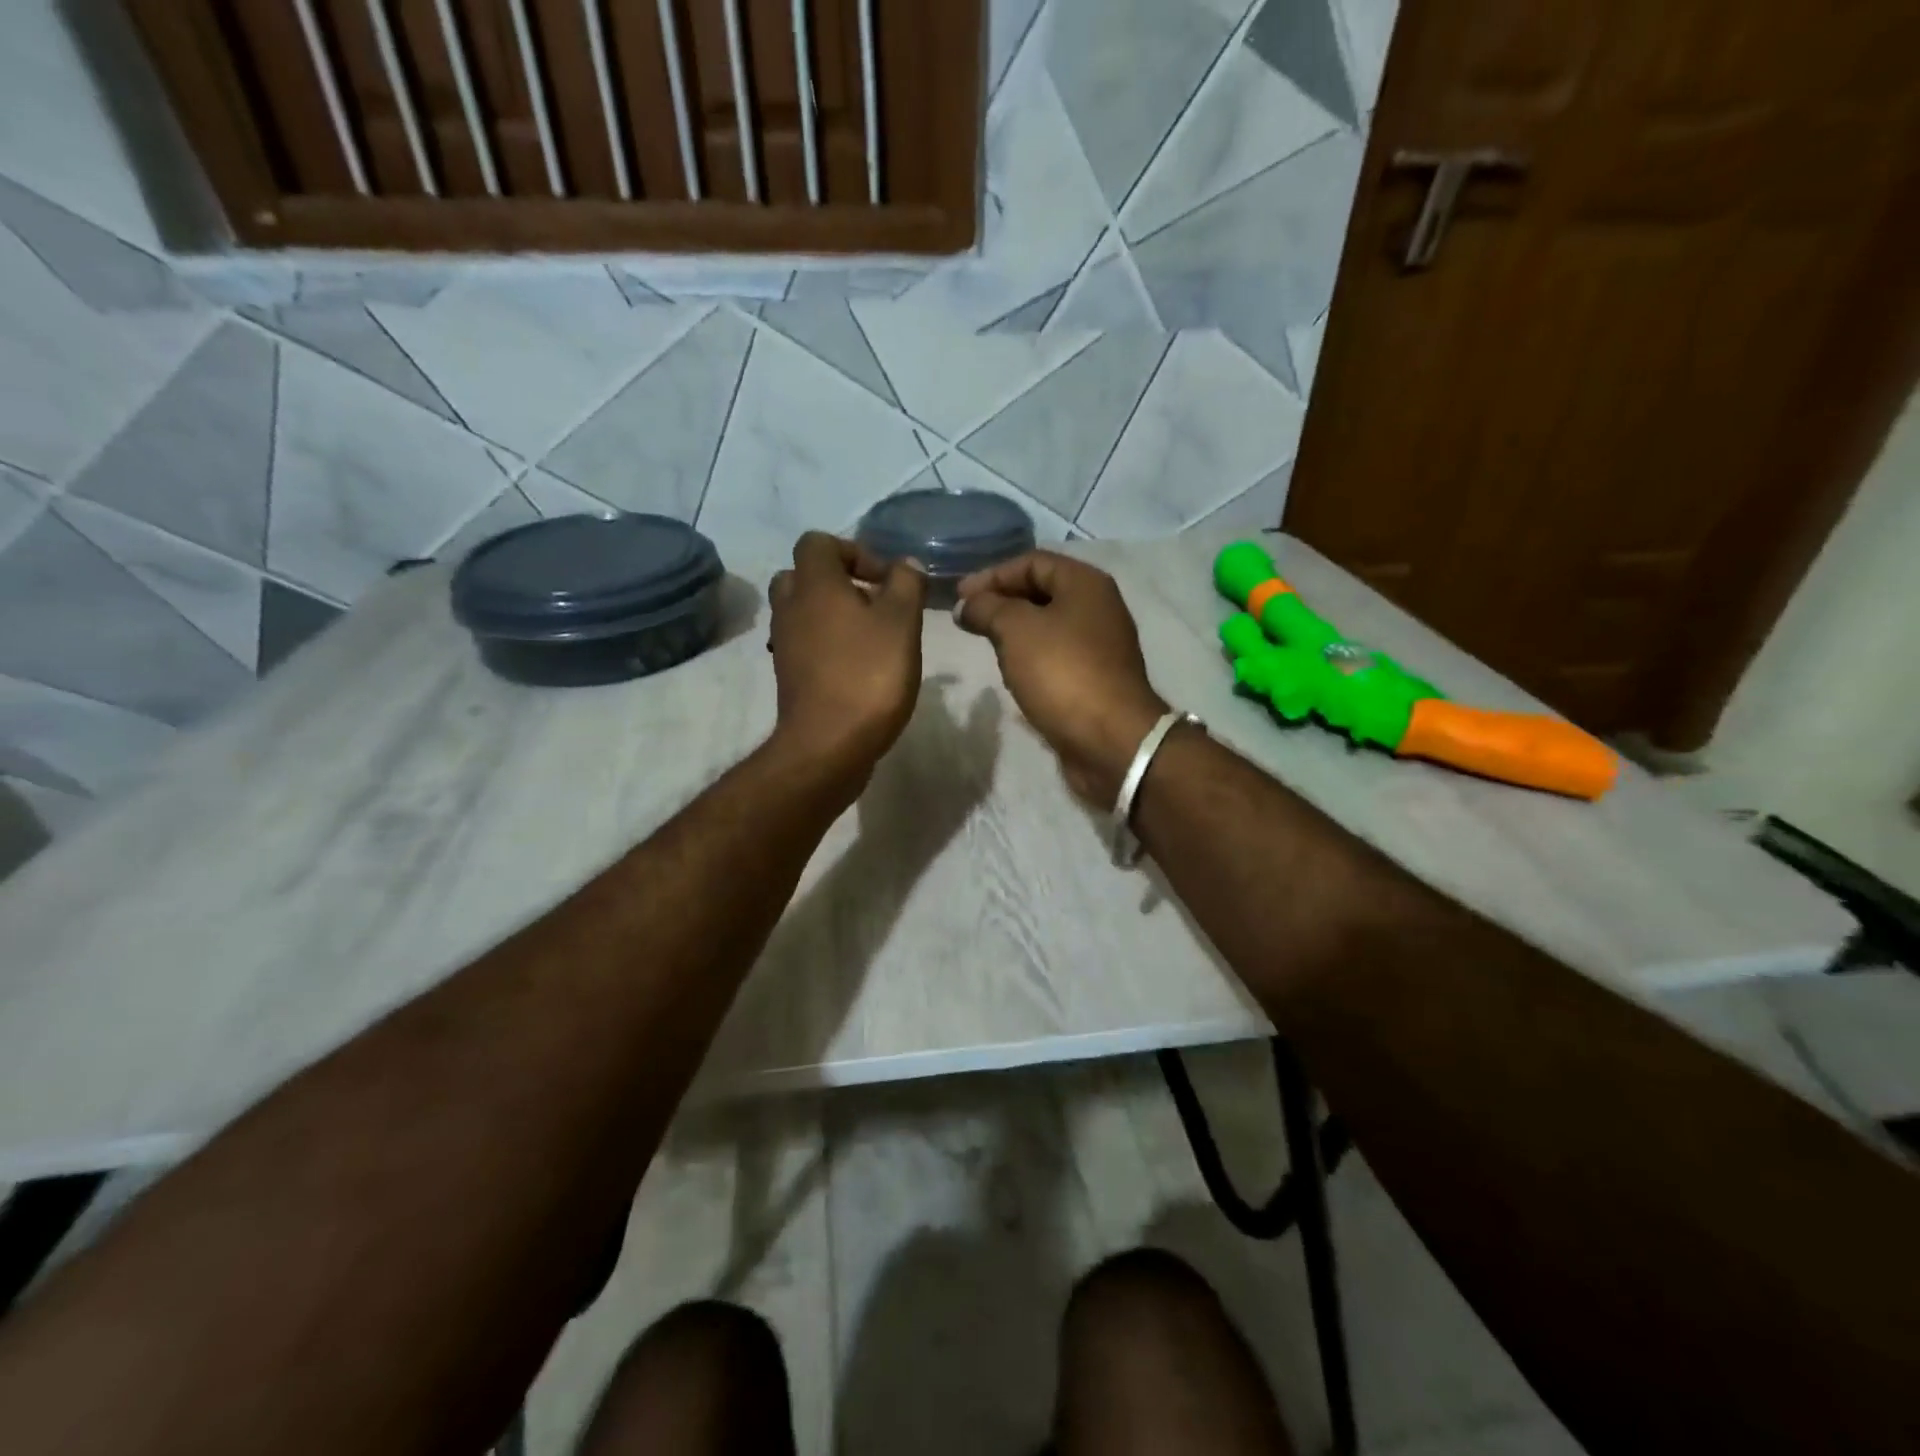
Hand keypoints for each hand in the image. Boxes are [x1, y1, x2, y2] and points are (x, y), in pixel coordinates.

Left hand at [768, 533, 927, 786]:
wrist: (828, 745)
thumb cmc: (868, 675)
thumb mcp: (902, 622)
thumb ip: (906, 583)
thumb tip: (905, 565)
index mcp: (814, 585)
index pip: (818, 542)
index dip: (854, 551)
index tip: (884, 581)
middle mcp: (791, 608)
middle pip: (803, 575)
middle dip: (838, 582)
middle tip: (873, 604)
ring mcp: (784, 644)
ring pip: (802, 612)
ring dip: (833, 616)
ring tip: (870, 638)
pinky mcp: (788, 676)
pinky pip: (804, 644)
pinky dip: (826, 645)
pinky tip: (857, 667)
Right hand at [954, 551, 1168, 805]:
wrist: (1109, 740)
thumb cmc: (1062, 673)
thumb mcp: (1016, 629)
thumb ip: (987, 608)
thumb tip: (967, 604)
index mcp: (1085, 583)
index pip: (1032, 561)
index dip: (992, 574)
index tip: (959, 596)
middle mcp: (1097, 607)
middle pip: (1041, 591)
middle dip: (1001, 602)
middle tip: (968, 620)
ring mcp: (1099, 645)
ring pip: (1047, 626)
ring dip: (1014, 631)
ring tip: (985, 644)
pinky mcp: (1095, 678)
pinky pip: (1056, 656)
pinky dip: (1030, 657)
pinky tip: (1011, 673)